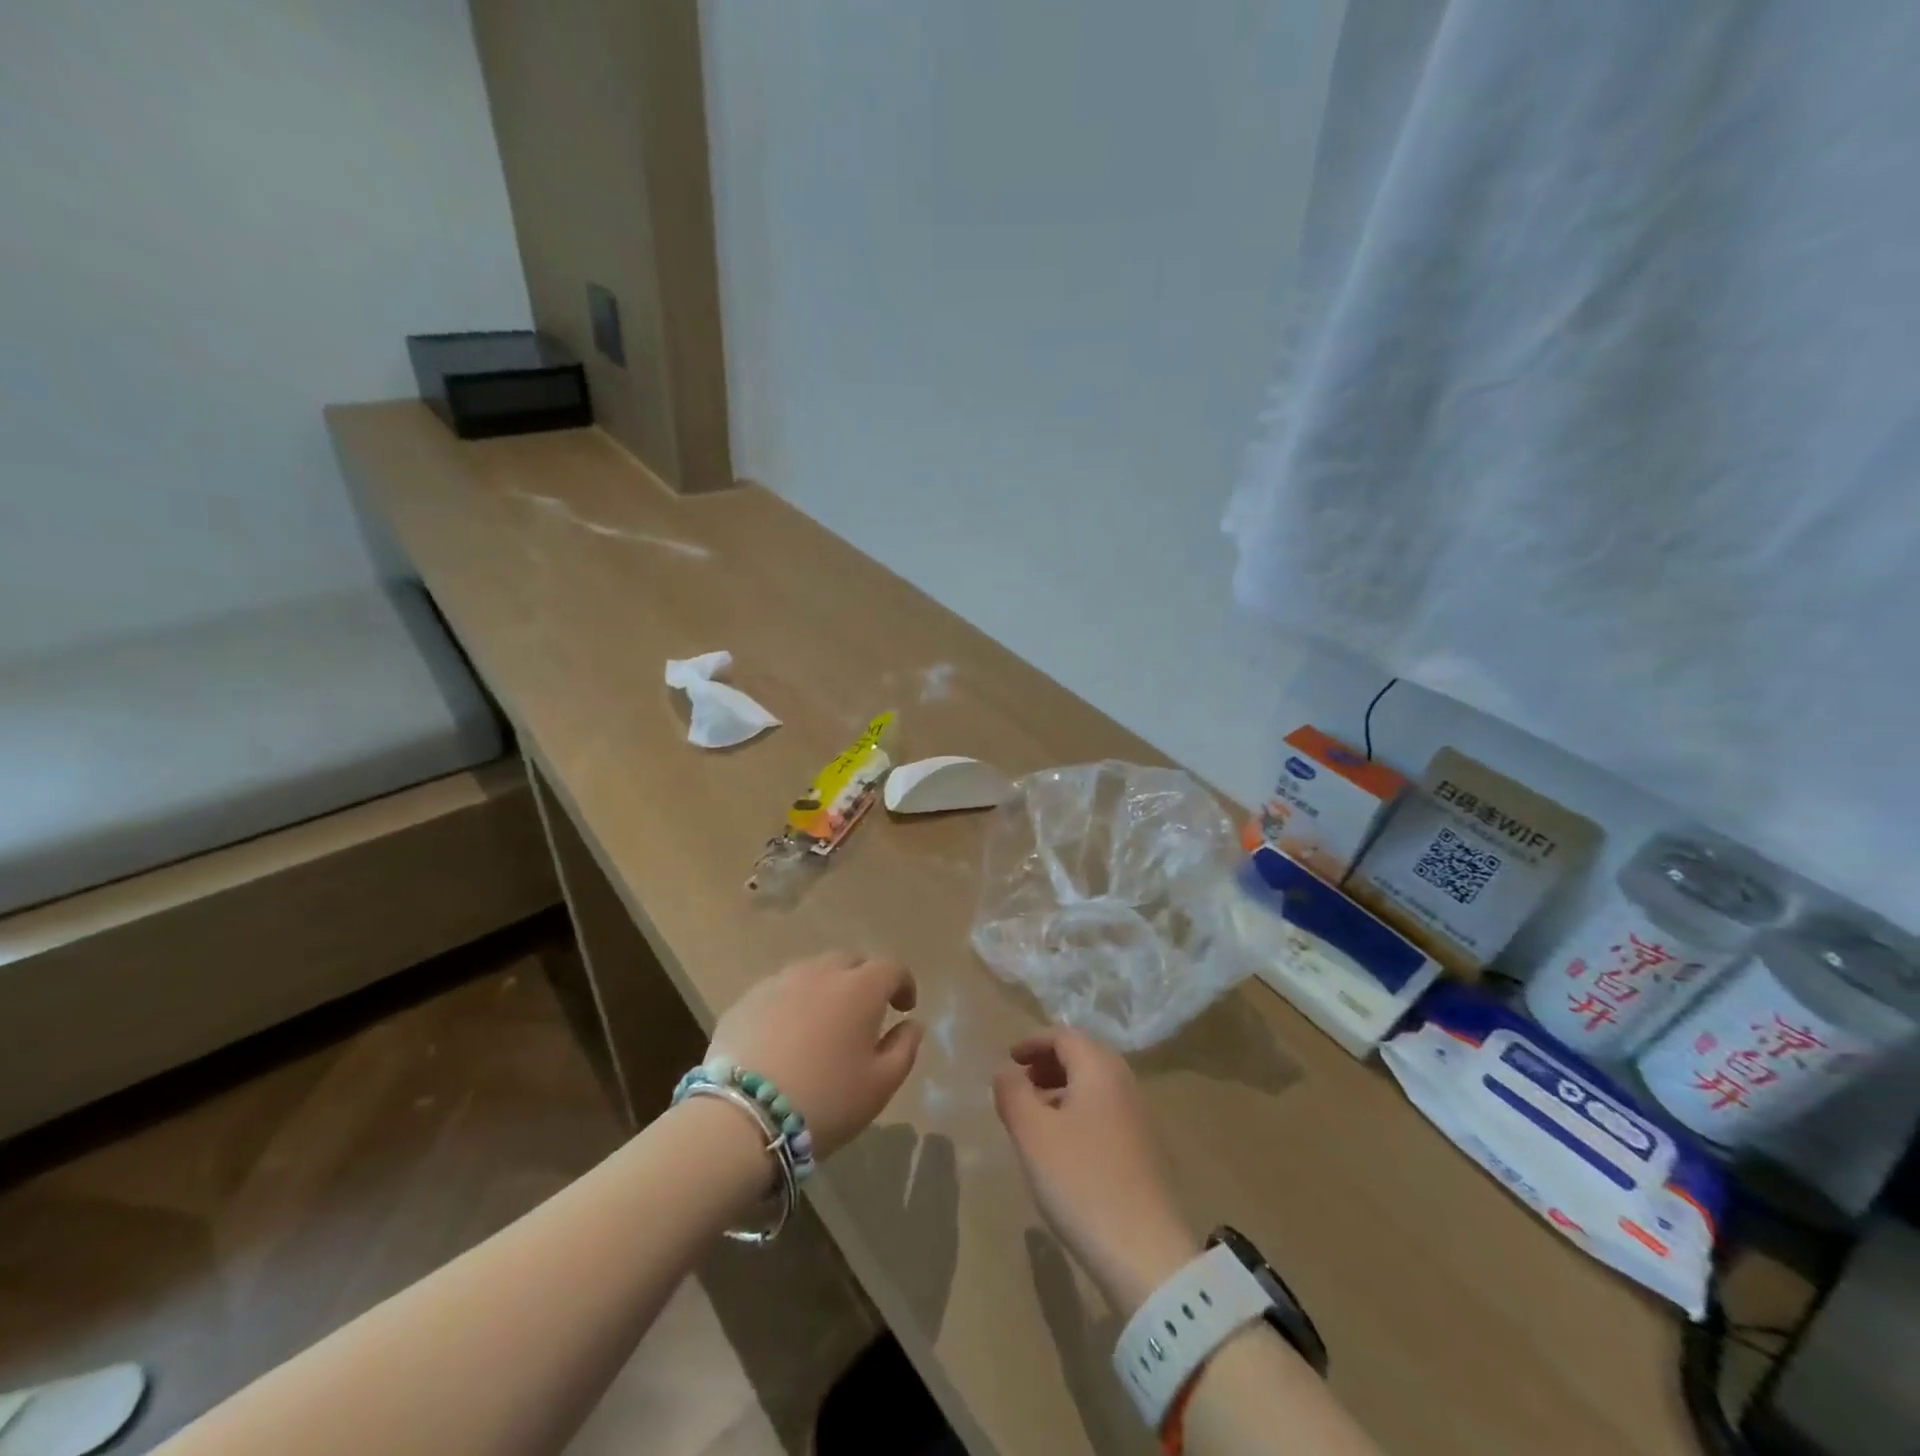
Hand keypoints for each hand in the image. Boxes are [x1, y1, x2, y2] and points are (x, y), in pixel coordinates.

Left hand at [706, 949, 922, 1158]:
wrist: (743, 1117)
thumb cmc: (825, 1100)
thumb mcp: (880, 1085)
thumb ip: (904, 1049)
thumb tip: (912, 1024)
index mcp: (859, 988)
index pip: (891, 968)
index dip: (903, 984)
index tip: (904, 1008)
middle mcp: (820, 973)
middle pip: (849, 962)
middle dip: (863, 980)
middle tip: (864, 1013)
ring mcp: (778, 983)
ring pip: (811, 973)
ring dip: (825, 989)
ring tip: (823, 1024)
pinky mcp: (746, 1001)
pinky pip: (779, 992)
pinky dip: (791, 1004)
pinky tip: (786, 1036)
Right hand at [993, 1028, 1200, 1316]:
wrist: (1145, 1252)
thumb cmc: (1081, 1181)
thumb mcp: (1032, 1135)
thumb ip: (1013, 1093)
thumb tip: (1005, 1070)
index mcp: (1099, 1069)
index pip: (1065, 1035)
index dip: (1033, 1041)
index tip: (1009, 1059)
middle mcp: (1124, 1082)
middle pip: (1083, 1055)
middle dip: (1048, 1062)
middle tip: (1020, 1082)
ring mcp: (1138, 1115)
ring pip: (1094, 1084)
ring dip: (1062, 1087)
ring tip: (1034, 1114)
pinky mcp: (1143, 1147)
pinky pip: (1105, 1108)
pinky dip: (1078, 1109)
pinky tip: (1062, 1143)